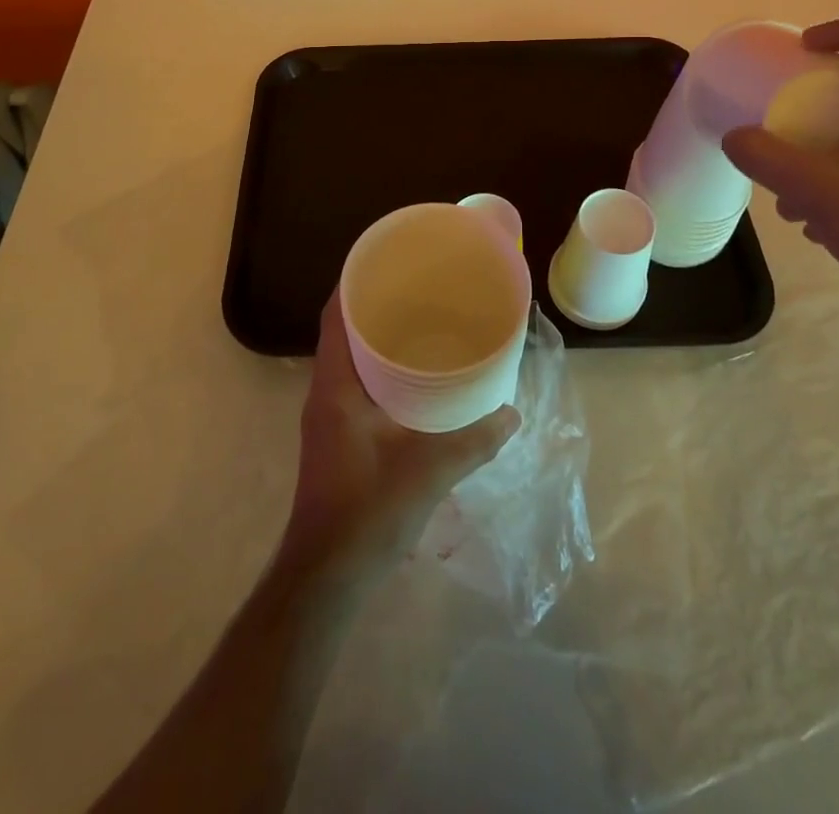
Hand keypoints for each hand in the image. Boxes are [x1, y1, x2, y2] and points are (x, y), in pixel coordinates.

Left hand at [282, 295, 519, 582]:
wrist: (327, 578)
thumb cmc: (367, 512)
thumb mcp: (427, 472)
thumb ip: (473, 441)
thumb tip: (512, 414)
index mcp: (334, 385)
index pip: (335, 314)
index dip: (355, 280)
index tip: (390, 260)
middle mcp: (325, 392)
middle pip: (343, 329)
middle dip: (375, 304)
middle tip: (420, 287)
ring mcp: (329, 416)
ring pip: (351, 358)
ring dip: (378, 336)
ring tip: (422, 321)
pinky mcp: (338, 436)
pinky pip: (358, 383)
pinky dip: (381, 368)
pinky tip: (415, 377)